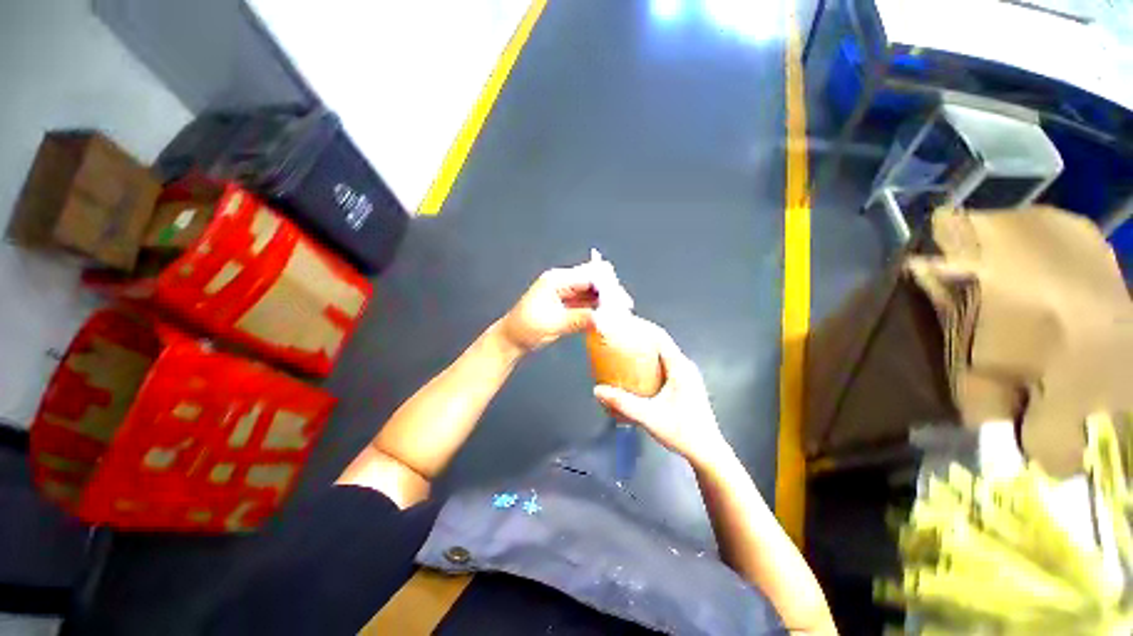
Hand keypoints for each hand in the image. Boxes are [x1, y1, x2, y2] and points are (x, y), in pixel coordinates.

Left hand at [499, 260, 613, 352]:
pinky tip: (608, 317)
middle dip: (609, 292)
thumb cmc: (526, 328)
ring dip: (605, 301)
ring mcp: (566, 293)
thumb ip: (578, 319)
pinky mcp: (568, 305)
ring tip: (620, 313)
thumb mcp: (552, 324)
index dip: (606, 286)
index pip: (588, 277)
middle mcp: (563, 283)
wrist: (512, 339)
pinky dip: (597, 309)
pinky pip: (587, 303)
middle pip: (592, 282)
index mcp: (557, 280)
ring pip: (592, 293)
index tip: (620, 299)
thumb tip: (603, 319)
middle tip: (625, 306)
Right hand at [593, 320, 727, 466]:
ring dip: (645, 349)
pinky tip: (636, 371)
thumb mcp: (649, 417)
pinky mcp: (684, 384)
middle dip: (640, 337)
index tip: (624, 323)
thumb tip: (597, 390)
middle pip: (661, 343)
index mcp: (680, 367)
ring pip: (663, 354)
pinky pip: (664, 364)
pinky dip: (649, 361)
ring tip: (623, 351)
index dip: (643, 327)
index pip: (661, 337)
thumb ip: (623, 403)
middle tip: (618, 337)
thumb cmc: (682, 431)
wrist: (707, 452)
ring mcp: (686, 375)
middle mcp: (684, 366)